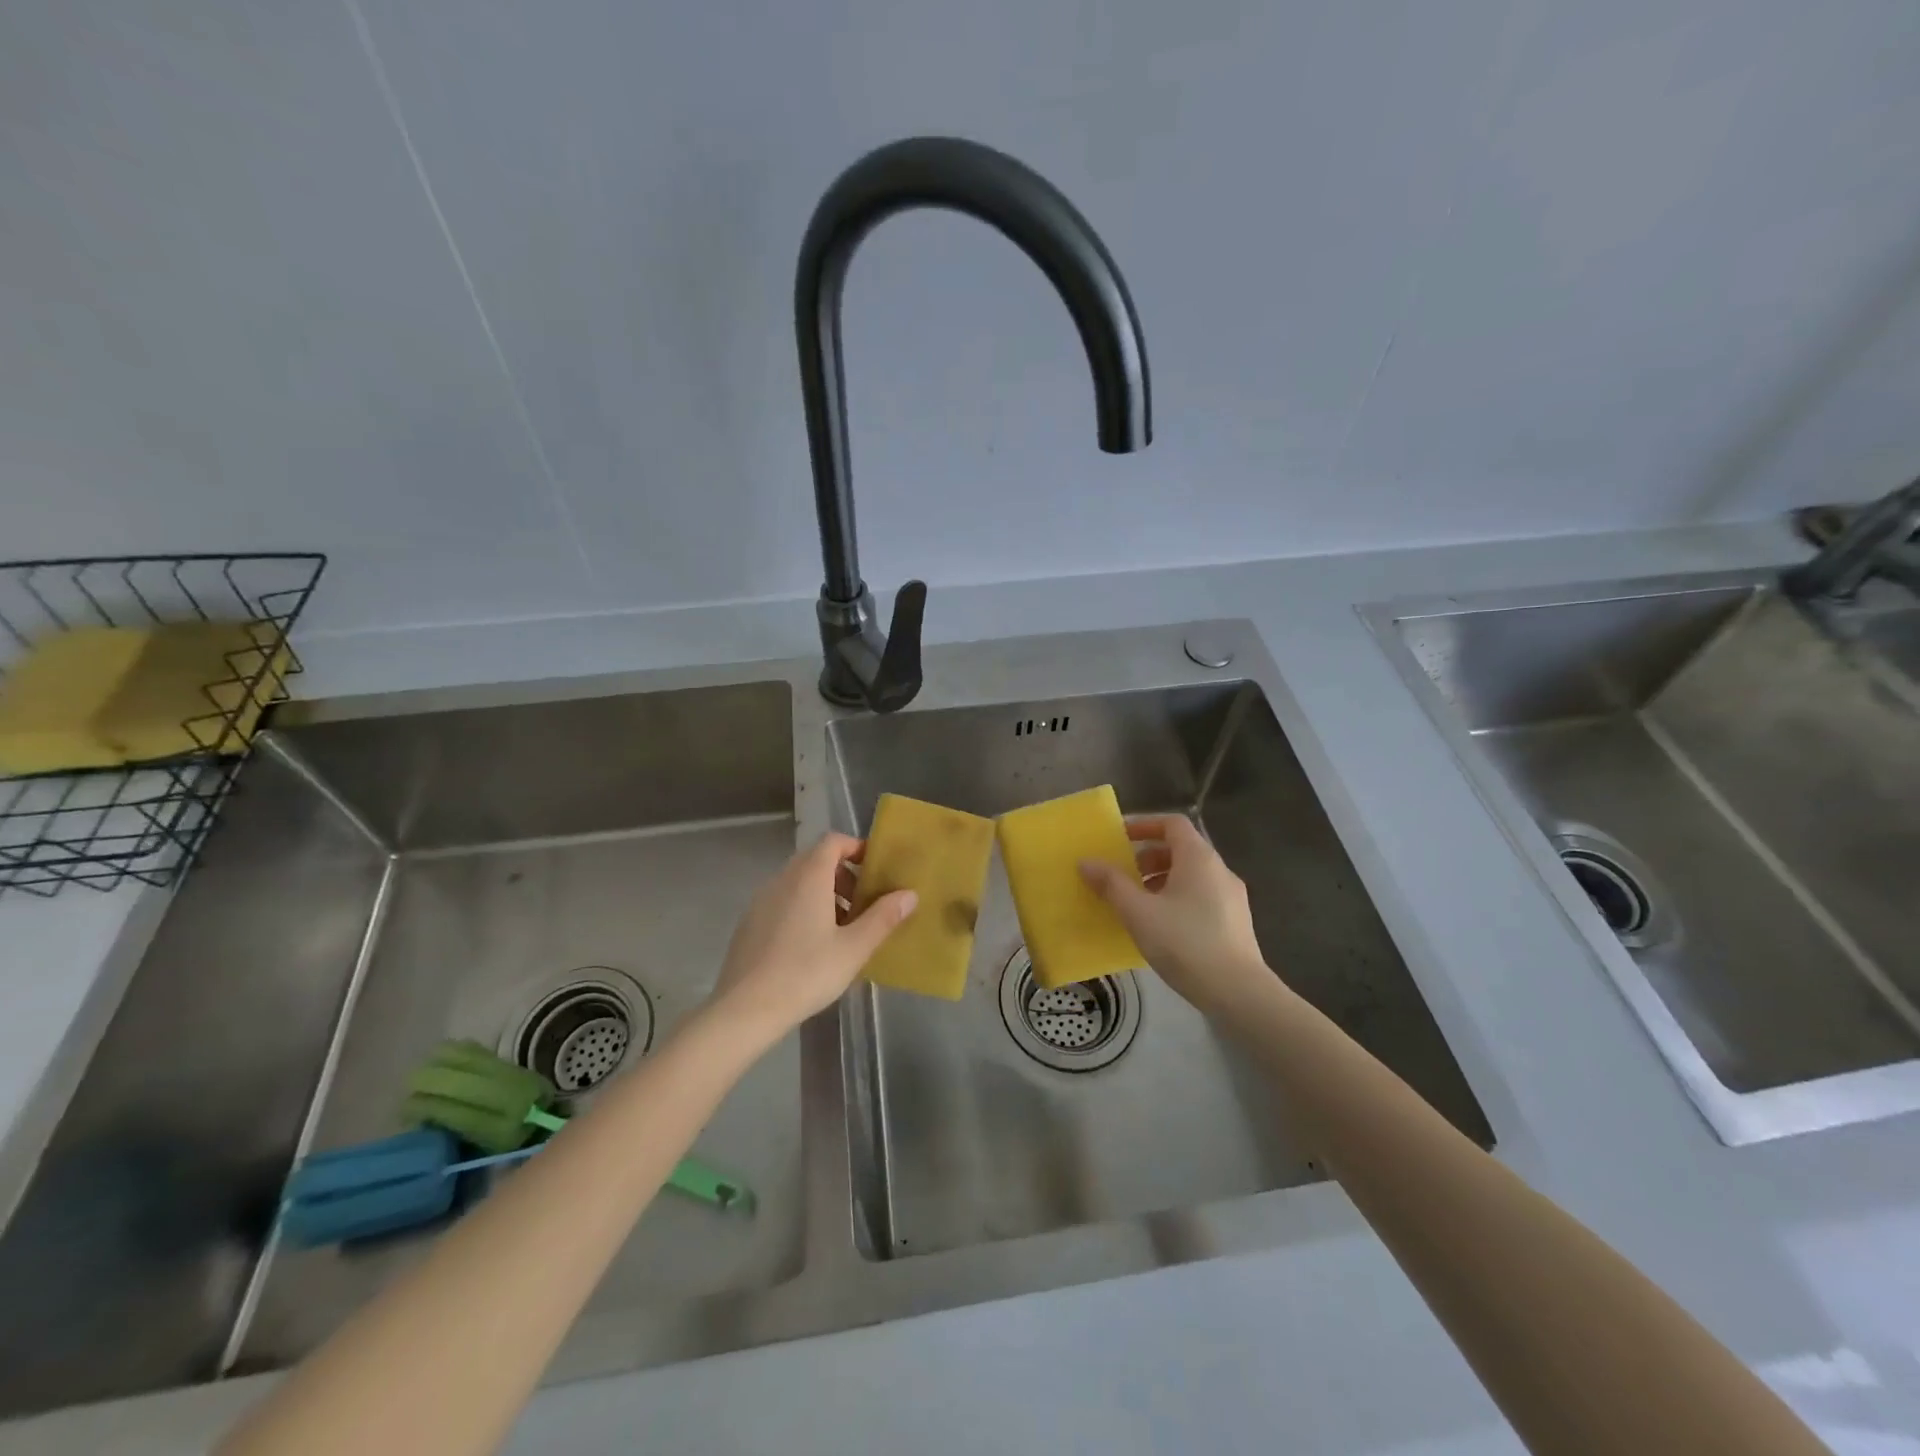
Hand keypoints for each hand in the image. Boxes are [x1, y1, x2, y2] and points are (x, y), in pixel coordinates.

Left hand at [710, 833, 915, 1038]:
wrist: (744, 1009)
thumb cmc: (806, 973)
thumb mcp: (854, 948)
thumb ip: (883, 917)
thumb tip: (909, 894)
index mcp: (809, 877)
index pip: (833, 841)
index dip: (856, 848)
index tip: (875, 869)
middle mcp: (782, 879)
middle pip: (816, 860)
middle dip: (843, 875)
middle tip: (863, 904)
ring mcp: (761, 900)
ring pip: (798, 882)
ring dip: (824, 893)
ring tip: (841, 929)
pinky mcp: (749, 922)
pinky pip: (783, 901)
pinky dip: (802, 908)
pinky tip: (811, 946)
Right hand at [1079, 815, 1274, 1015]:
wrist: (1238, 992)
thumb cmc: (1185, 942)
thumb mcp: (1138, 912)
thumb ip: (1111, 884)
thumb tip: (1086, 862)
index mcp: (1199, 858)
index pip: (1172, 824)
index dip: (1144, 825)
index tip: (1120, 839)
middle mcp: (1219, 870)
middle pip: (1181, 849)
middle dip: (1148, 857)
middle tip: (1123, 875)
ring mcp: (1232, 897)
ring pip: (1191, 875)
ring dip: (1161, 880)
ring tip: (1137, 904)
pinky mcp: (1236, 922)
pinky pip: (1201, 896)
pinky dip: (1177, 899)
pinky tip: (1161, 927)